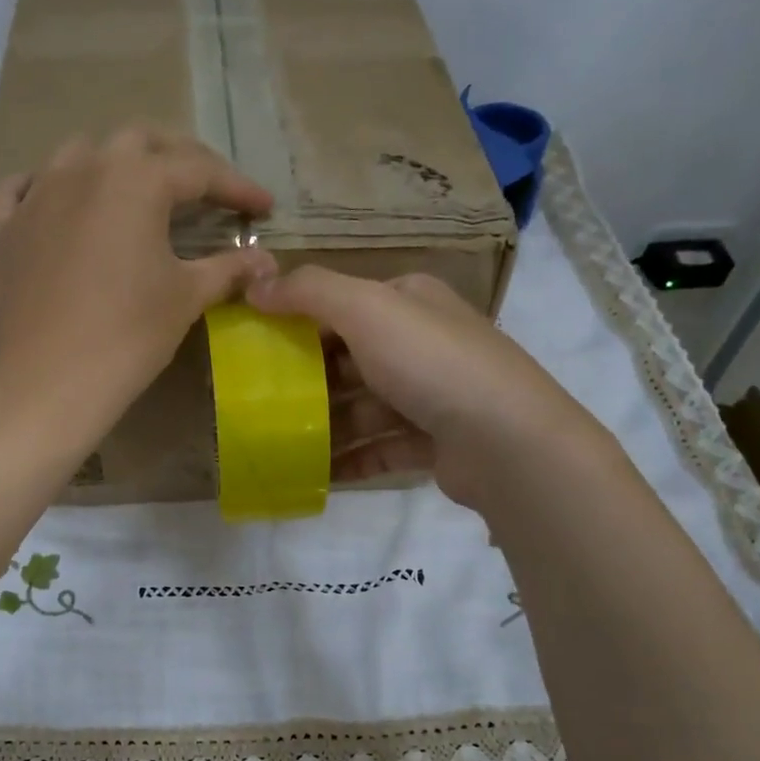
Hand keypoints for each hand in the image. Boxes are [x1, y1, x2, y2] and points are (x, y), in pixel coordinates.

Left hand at [0, 126, 276, 461]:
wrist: (46, 383)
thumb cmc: (127, 337)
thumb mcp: (186, 298)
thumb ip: (228, 269)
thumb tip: (266, 261)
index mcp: (136, 180)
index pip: (199, 170)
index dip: (237, 187)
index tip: (264, 207)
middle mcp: (83, 169)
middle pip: (139, 142)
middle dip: (179, 159)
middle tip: (204, 190)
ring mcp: (35, 194)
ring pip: (79, 153)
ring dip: (115, 163)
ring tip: (135, 192)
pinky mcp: (3, 228)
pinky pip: (22, 188)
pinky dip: (46, 187)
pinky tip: (57, 202)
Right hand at [246, 267, 604, 511]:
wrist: (504, 440)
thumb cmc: (430, 362)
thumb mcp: (366, 309)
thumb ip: (309, 292)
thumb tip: (255, 285)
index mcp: (410, 302)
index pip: (345, 305)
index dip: (300, 321)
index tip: (257, 347)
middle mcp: (424, 344)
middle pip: (351, 360)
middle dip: (308, 381)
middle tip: (261, 402)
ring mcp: (432, 396)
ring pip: (364, 409)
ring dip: (325, 427)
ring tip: (280, 446)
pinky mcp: (435, 443)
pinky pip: (380, 449)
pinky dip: (350, 460)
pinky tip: (315, 475)